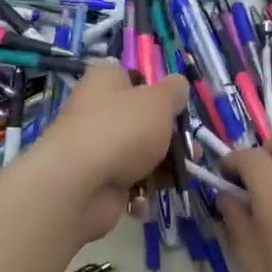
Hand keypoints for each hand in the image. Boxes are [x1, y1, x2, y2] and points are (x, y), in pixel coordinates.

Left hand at [30, 64, 187, 243]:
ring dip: (162, 165)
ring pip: (140, 153)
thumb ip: (175, 92)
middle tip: (191, 150)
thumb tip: (179, 85)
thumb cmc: (122, 130)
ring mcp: (96, 147)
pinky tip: (150, 193)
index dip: (156, 92)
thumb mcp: (159, 101)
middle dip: (169, 137)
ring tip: (179, 175)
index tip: (176, 108)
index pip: (132, 78)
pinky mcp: (97, 180)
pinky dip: (142, 189)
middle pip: (141, 120)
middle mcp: (96, 110)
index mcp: (104, 81)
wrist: (81, 184)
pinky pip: (129, 181)